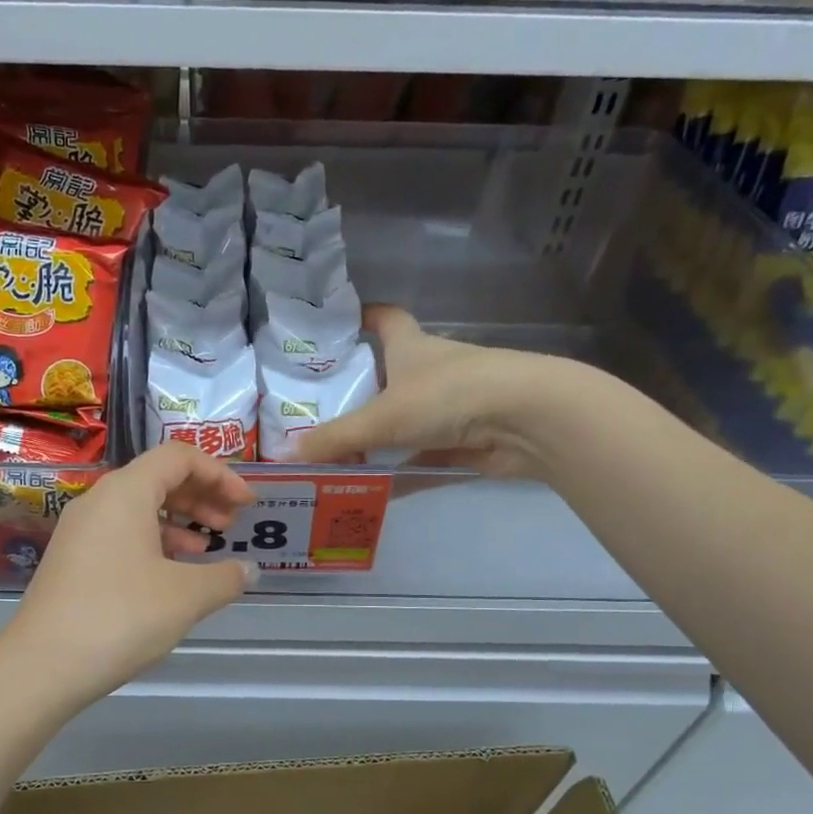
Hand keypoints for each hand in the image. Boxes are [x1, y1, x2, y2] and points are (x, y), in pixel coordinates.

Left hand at [2, 443, 256, 706]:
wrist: (42, 665)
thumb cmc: (121, 617)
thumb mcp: (186, 597)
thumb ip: (226, 577)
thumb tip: (248, 571)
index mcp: (126, 492)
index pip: (179, 457)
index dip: (220, 474)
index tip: (247, 504)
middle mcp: (99, 500)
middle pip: (158, 478)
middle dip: (201, 496)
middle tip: (230, 525)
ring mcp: (80, 530)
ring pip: (138, 508)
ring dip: (178, 521)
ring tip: (205, 550)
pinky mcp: (71, 559)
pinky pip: (120, 533)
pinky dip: (152, 542)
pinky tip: (170, 575)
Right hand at [292, 305, 590, 477]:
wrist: (527, 420)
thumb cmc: (449, 396)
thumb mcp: (382, 417)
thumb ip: (335, 440)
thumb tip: (285, 457)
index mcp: (410, 348)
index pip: (383, 319)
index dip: (362, 317)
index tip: (336, 327)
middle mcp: (430, 373)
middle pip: (387, 378)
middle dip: (355, 394)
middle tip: (313, 415)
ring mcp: (449, 409)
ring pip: (403, 425)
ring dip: (374, 443)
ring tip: (330, 462)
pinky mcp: (464, 444)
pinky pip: (420, 462)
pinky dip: (396, 477)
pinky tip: (366, 495)